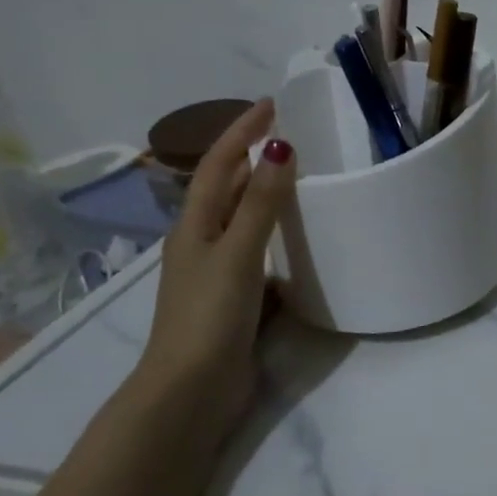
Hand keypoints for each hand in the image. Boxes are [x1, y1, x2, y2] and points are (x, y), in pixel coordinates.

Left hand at [136, 99, 296, 433]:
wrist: (190, 390)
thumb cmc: (209, 316)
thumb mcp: (237, 253)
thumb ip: (260, 204)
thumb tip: (279, 147)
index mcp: (195, 225)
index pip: (220, 163)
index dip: (243, 131)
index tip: (274, 105)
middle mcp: (203, 241)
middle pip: (229, 188)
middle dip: (256, 157)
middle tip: (296, 135)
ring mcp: (219, 271)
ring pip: (246, 221)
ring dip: (269, 196)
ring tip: (306, 179)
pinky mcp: (237, 298)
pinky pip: (262, 253)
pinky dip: (280, 238)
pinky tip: (304, 242)